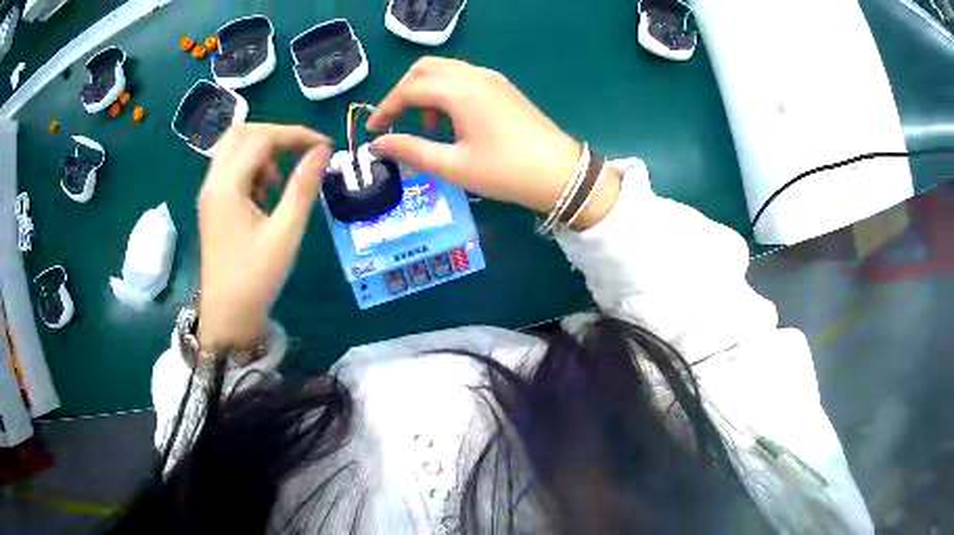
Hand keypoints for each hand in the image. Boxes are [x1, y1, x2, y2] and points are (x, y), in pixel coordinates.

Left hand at [197, 124, 331, 349]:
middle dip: (276, 135)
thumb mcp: (285, 233)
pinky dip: (251, 166)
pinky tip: (265, 192)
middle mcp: (213, 182)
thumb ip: (303, 187)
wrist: (227, 316)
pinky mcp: (212, 204)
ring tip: (281, 178)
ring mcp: (210, 193)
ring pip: (234, 148)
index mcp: (227, 187)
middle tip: (303, 152)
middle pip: (242, 133)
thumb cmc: (256, 278)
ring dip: (262, 150)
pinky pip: (230, 167)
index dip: (296, 135)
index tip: (324, 146)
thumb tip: (323, 151)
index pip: (261, 138)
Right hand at [367, 57, 619, 228]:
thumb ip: (411, 150)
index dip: (385, 108)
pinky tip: (451, 120)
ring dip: (426, 90)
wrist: (561, 174)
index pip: (409, 89)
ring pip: (445, 70)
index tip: (373, 131)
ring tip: (425, 125)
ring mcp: (491, 79)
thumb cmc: (505, 171)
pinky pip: (464, 77)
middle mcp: (474, 75)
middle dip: (403, 91)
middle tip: (395, 121)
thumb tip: (377, 145)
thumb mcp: (453, 165)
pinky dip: (446, 91)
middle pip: (425, 69)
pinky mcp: (503, 88)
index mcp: (459, 90)